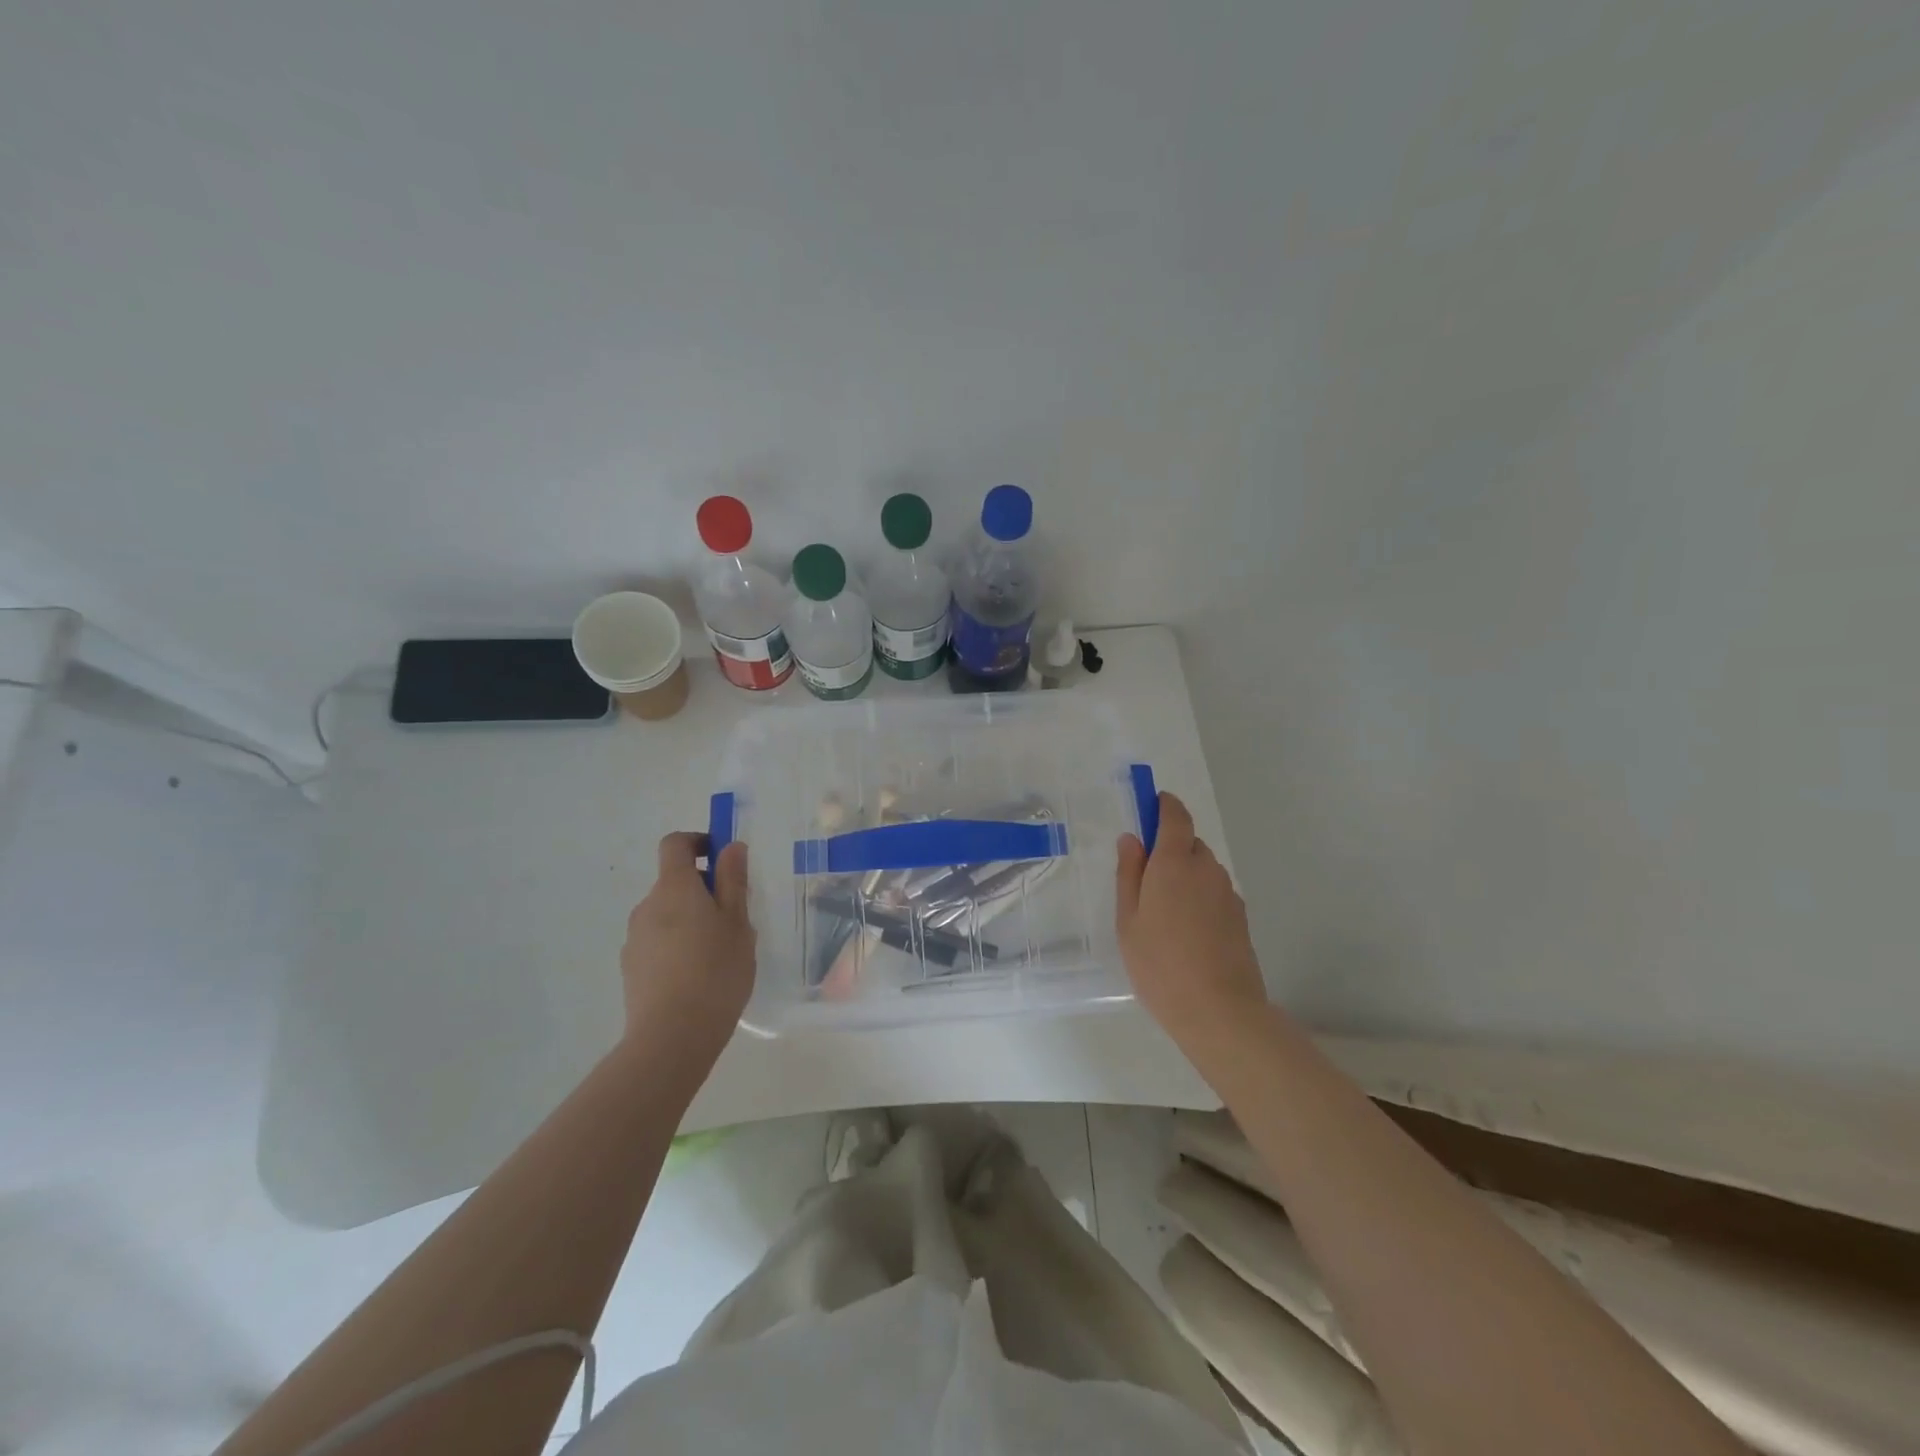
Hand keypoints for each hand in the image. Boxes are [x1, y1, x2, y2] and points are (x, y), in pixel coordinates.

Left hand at [620, 833, 755, 1061]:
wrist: (671, 1037)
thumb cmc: (716, 971)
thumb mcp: (738, 922)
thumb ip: (733, 881)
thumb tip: (730, 846)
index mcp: (674, 888)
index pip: (676, 844)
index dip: (699, 841)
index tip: (723, 859)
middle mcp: (647, 906)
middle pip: (673, 882)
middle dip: (702, 890)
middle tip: (734, 919)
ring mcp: (635, 938)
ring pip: (666, 914)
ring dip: (690, 920)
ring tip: (718, 953)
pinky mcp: (631, 967)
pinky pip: (658, 941)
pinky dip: (677, 945)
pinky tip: (697, 976)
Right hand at [1116, 792, 1267, 1047]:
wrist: (1219, 1011)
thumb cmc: (1159, 964)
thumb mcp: (1128, 920)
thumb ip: (1129, 873)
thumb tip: (1132, 839)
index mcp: (1174, 863)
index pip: (1175, 816)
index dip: (1163, 805)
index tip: (1150, 805)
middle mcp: (1205, 869)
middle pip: (1189, 843)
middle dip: (1169, 848)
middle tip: (1145, 878)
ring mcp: (1227, 893)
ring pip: (1203, 869)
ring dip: (1185, 875)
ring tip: (1165, 912)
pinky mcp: (1240, 917)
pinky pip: (1215, 892)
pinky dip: (1200, 898)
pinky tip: (1187, 931)